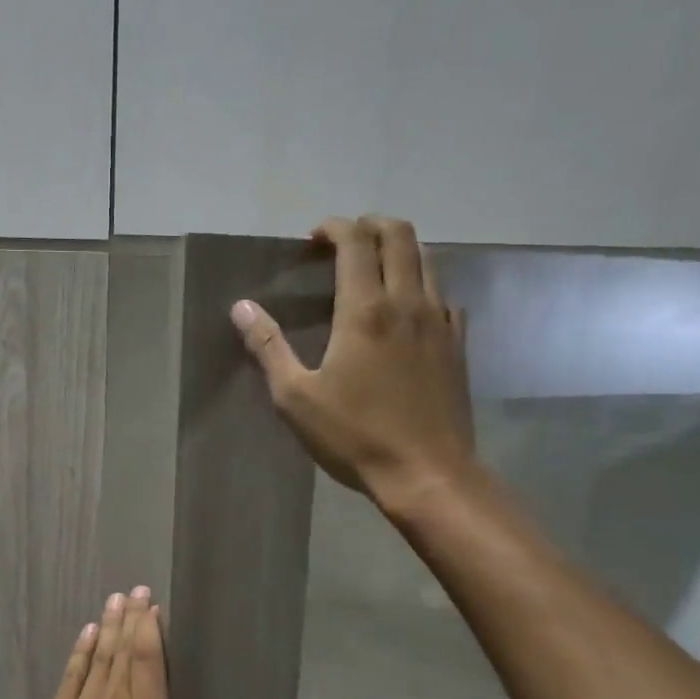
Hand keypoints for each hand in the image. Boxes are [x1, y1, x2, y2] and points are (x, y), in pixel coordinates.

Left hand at [0, 587, 221, 698]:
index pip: (149, 666)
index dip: (151, 632)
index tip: (153, 606)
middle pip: (124, 653)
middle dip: (131, 619)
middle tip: (136, 590)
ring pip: (99, 658)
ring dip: (108, 626)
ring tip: (115, 599)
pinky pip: (71, 676)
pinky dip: (81, 651)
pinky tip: (88, 633)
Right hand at [230, 215, 476, 508]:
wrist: (427, 473)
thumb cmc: (354, 436)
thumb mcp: (296, 397)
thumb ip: (268, 347)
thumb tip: (241, 308)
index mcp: (365, 310)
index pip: (356, 241)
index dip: (334, 228)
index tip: (314, 238)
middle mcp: (408, 302)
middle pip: (400, 235)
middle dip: (370, 226)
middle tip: (344, 243)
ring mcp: (440, 321)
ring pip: (427, 259)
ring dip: (398, 250)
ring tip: (372, 269)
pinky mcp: (458, 343)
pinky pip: (443, 294)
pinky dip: (422, 285)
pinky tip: (405, 310)